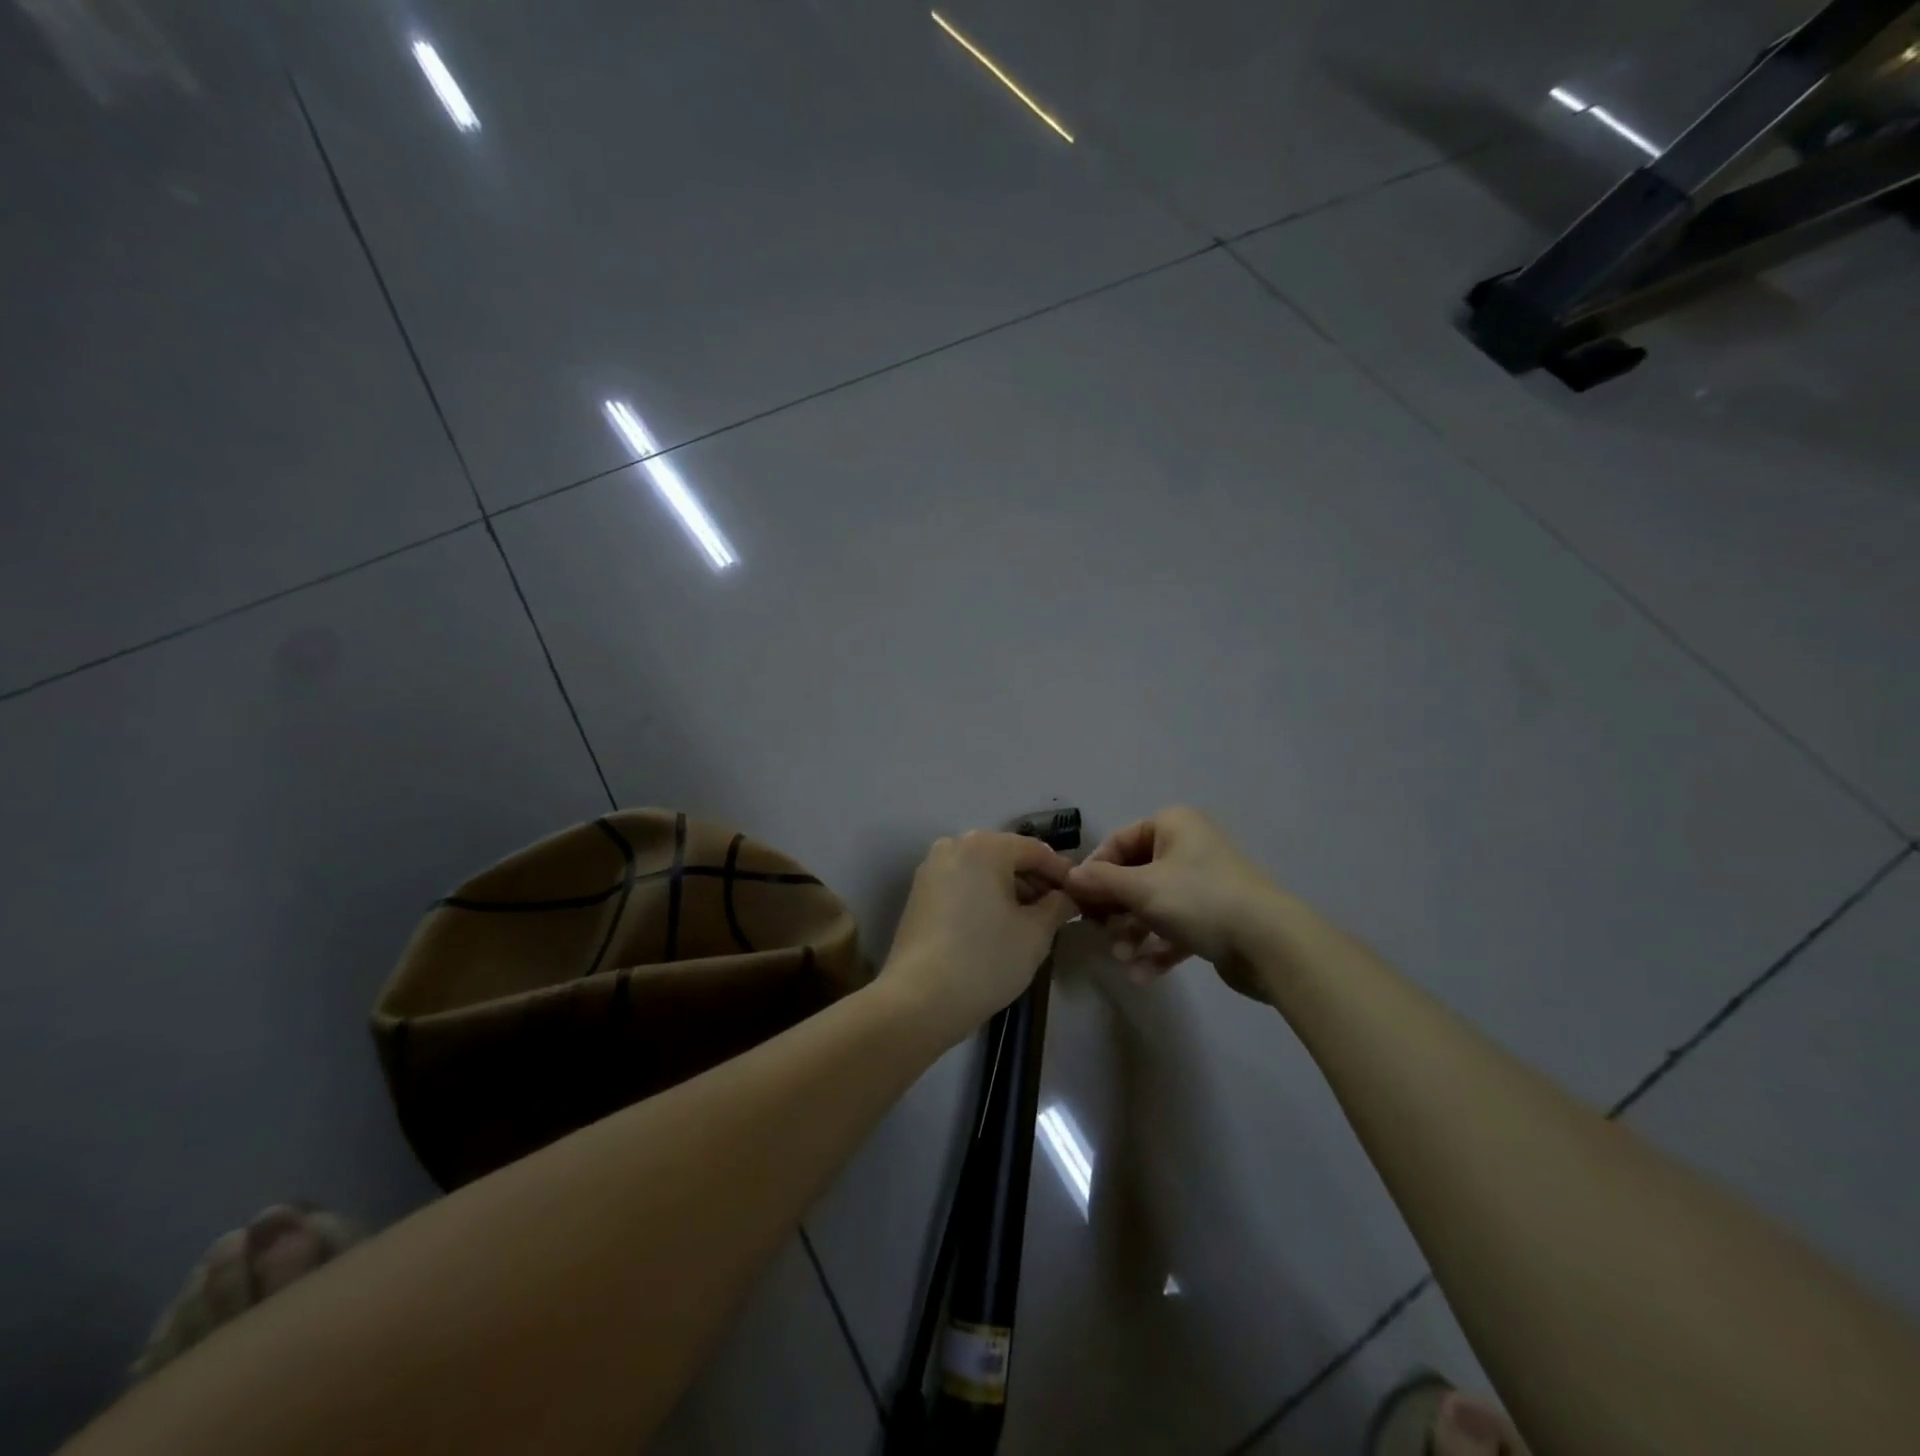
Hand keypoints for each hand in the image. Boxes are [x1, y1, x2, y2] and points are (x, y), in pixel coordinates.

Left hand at [883, 831, 1077, 1041]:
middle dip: (1034, 880)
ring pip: (982, 870)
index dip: (1062, 872)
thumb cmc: (985, 960)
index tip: (1082, 895)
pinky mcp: (918, 894)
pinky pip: (962, 884)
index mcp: (984, 846)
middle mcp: (953, 846)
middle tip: (1058, 910)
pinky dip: (983, 896)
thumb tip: (1067, 896)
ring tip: (1031, 921)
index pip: (1035, 850)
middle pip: (1006, 855)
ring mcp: (931, 869)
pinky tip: (998, 925)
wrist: (918, 999)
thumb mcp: (1035, 934)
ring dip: (1009, 889)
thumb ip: (1058, 906)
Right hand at [1064, 807, 1281, 1001]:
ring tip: (1122, 958)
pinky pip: (1175, 928)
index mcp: (1173, 826)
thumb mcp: (1141, 888)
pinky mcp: (1215, 918)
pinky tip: (1141, 976)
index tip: (1077, 901)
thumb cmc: (1199, 900)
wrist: (1270, 943)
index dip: (1094, 871)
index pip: (1118, 842)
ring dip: (1132, 933)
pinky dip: (1157, 949)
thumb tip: (1068, 877)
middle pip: (1134, 875)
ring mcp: (1204, 884)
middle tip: (1098, 932)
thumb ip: (1100, 882)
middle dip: (1114, 909)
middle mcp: (1188, 848)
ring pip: (1153, 906)